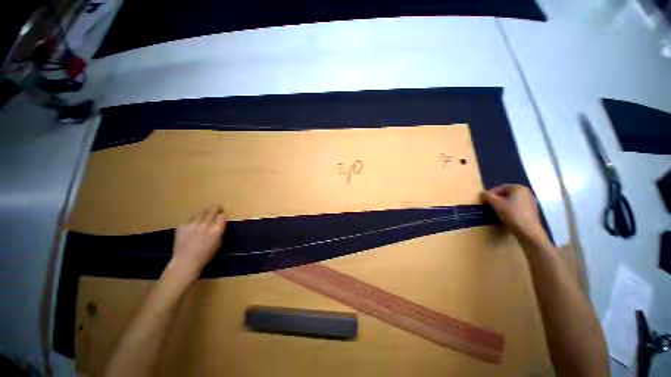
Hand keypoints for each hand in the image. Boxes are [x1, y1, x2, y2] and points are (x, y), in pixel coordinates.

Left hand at [170, 206, 226, 275]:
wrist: (185, 261)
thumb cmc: (205, 255)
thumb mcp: (218, 242)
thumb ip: (220, 231)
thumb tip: (220, 223)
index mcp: (216, 229)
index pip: (222, 215)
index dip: (223, 214)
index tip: (222, 214)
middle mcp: (205, 224)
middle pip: (212, 210)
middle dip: (216, 208)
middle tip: (217, 208)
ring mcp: (193, 224)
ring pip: (201, 212)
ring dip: (205, 212)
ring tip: (206, 214)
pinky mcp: (182, 225)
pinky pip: (191, 218)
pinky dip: (194, 219)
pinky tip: (194, 223)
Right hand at [481, 184, 547, 243]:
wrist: (528, 231)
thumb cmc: (512, 214)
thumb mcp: (495, 203)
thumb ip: (487, 196)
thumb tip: (483, 194)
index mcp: (518, 187)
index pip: (500, 188)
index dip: (490, 194)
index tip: (484, 201)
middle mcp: (526, 192)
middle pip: (506, 194)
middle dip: (497, 199)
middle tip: (489, 206)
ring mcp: (531, 201)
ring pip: (512, 200)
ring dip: (503, 204)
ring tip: (497, 211)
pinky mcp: (532, 211)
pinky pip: (517, 207)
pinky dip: (510, 209)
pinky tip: (507, 216)